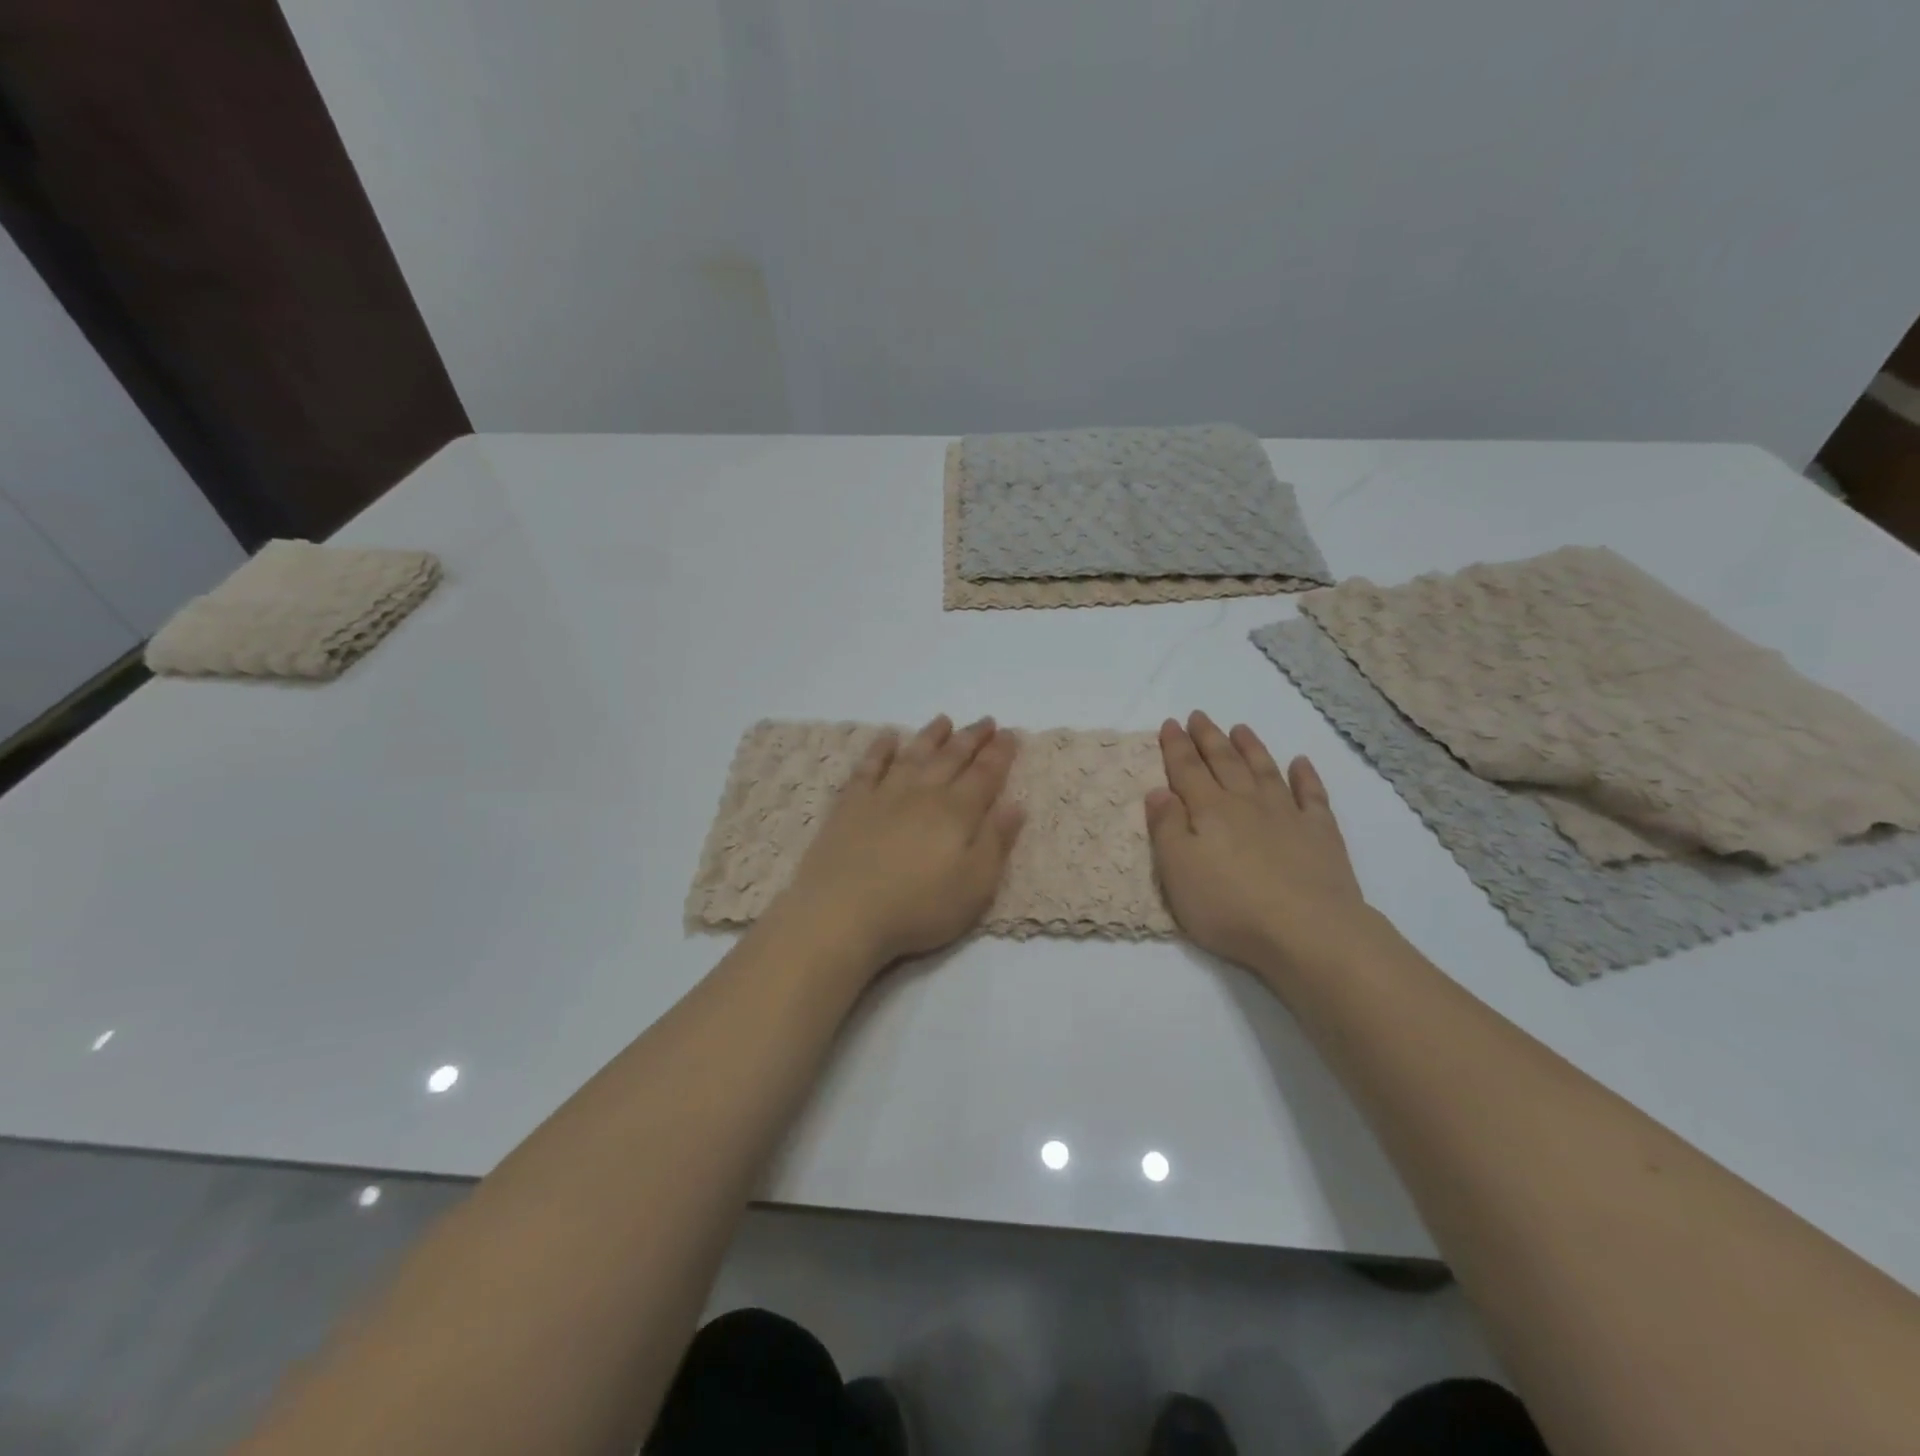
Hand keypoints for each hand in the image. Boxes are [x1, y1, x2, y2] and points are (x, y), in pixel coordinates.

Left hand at [780, 715, 1024, 967]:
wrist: (842, 913)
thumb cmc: (918, 908)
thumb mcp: (974, 886)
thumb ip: (996, 842)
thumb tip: (1016, 804)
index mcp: (957, 813)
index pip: (985, 775)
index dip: (1000, 754)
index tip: (1010, 734)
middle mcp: (923, 794)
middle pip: (952, 758)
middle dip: (972, 738)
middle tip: (986, 721)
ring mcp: (883, 795)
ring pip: (913, 755)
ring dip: (931, 736)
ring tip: (944, 720)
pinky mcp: (851, 805)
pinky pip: (869, 767)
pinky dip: (880, 749)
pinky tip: (887, 738)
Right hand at [1146, 712, 1374, 978]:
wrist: (1307, 931)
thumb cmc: (1230, 906)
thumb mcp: (1178, 872)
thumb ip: (1166, 828)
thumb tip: (1159, 790)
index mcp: (1209, 811)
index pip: (1187, 770)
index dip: (1176, 746)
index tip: (1170, 723)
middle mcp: (1246, 803)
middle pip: (1224, 762)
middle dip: (1209, 738)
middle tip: (1199, 716)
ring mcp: (1286, 815)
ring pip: (1264, 770)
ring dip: (1251, 747)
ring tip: (1240, 728)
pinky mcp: (1320, 834)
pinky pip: (1311, 795)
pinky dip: (1305, 776)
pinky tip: (1300, 762)